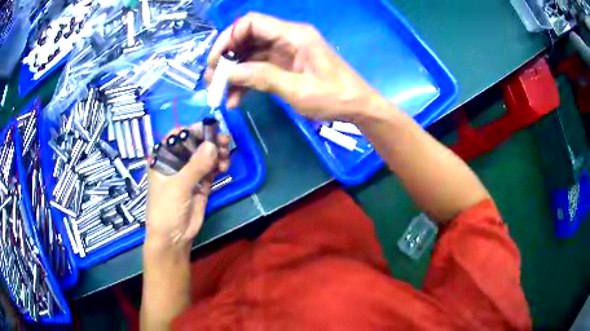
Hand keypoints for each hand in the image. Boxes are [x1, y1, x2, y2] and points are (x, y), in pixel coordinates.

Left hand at [145, 124, 230, 252]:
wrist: (173, 237)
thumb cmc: (166, 209)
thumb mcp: (178, 186)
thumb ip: (195, 165)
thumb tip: (213, 145)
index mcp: (162, 159)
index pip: (177, 137)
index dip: (192, 130)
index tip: (210, 128)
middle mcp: (175, 162)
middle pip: (194, 145)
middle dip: (209, 141)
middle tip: (225, 141)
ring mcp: (189, 173)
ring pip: (205, 156)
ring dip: (217, 153)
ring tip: (226, 156)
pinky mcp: (200, 184)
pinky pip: (211, 169)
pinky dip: (219, 165)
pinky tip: (224, 166)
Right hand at [206, 12, 387, 121]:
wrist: (358, 107)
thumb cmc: (334, 97)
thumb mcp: (297, 89)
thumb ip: (263, 77)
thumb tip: (229, 73)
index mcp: (294, 35)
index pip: (251, 23)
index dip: (228, 38)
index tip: (215, 61)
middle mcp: (287, 38)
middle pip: (247, 39)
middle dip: (227, 58)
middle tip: (213, 81)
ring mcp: (286, 52)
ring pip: (250, 55)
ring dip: (234, 73)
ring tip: (221, 94)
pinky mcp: (286, 65)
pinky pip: (259, 68)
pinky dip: (246, 81)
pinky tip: (236, 99)